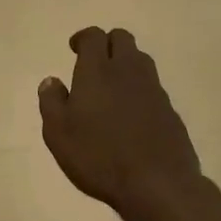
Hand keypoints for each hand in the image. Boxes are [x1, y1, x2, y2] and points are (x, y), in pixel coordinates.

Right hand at [38, 27, 204, 214]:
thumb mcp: (59, 134)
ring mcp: (153, 89)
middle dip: (107, 44)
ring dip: (125, 64)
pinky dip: (139, 89)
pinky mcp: (169, 109)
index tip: (74, 48)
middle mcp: (128, 71)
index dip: (83, 38)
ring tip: (111, 88)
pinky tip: (130, 113)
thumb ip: (51, 102)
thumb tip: (51, 81)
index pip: (94, 36)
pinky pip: (152, 86)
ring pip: (140, 60)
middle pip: (122, 38)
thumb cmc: (99, 157)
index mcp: (97, 71)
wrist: (157, 183)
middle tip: (93, 64)